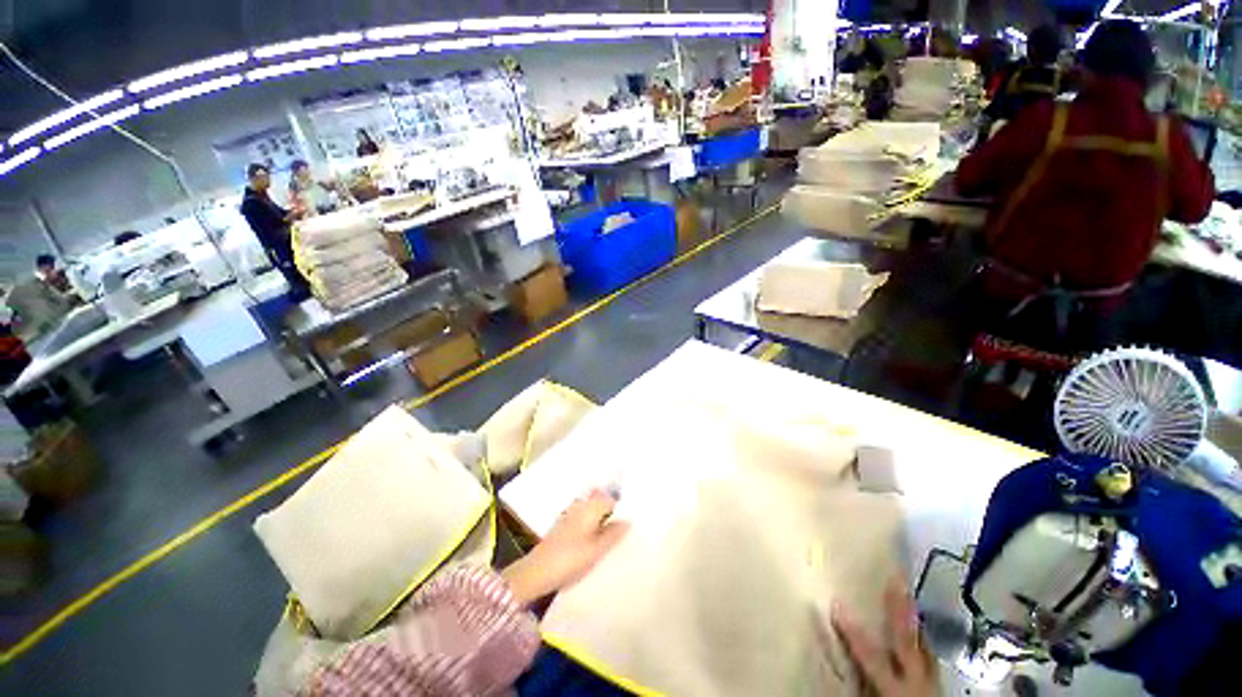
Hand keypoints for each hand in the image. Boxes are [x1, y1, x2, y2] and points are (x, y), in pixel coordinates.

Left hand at [502, 490, 629, 606]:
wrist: (536, 573)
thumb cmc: (569, 559)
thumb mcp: (597, 549)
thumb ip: (613, 534)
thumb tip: (627, 521)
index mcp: (590, 507)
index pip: (611, 501)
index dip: (621, 511)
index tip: (631, 525)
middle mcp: (580, 506)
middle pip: (601, 506)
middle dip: (612, 517)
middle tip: (624, 534)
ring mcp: (570, 516)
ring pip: (592, 515)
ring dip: (601, 524)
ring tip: (611, 542)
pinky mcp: (563, 528)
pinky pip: (583, 523)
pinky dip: (591, 530)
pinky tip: (594, 545)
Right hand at [830, 577, 937, 696]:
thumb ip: (857, 688)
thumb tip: (832, 670)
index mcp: (895, 689)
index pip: (870, 656)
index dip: (853, 631)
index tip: (836, 603)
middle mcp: (916, 681)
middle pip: (906, 642)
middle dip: (900, 611)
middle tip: (896, 580)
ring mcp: (931, 684)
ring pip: (925, 648)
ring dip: (916, 622)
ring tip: (910, 596)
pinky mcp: (937, 688)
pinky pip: (931, 661)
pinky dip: (925, 643)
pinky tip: (923, 634)